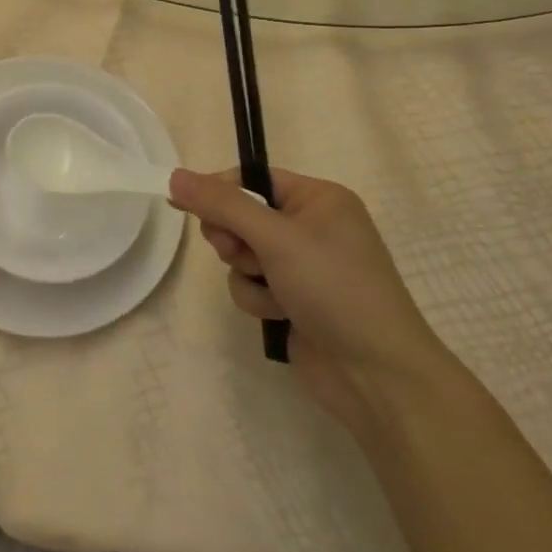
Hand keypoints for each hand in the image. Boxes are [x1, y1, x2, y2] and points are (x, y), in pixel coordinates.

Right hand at [170, 167, 449, 427]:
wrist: (376, 375)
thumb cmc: (334, 289)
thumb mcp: (276, 238)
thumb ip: (223, 205)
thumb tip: (175, 175)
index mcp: (319, 199)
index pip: (253, 179)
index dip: (219, 190)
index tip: (183, 203)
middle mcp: (312, 226)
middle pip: (243, 216)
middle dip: (234, 238)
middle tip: (239, 253)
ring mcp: (303, 266)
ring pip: (242, 255)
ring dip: (247, 274)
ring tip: (273, 293)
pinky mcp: (294, 300)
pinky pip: (252, 285)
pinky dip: (258, 299)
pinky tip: (281, 315)